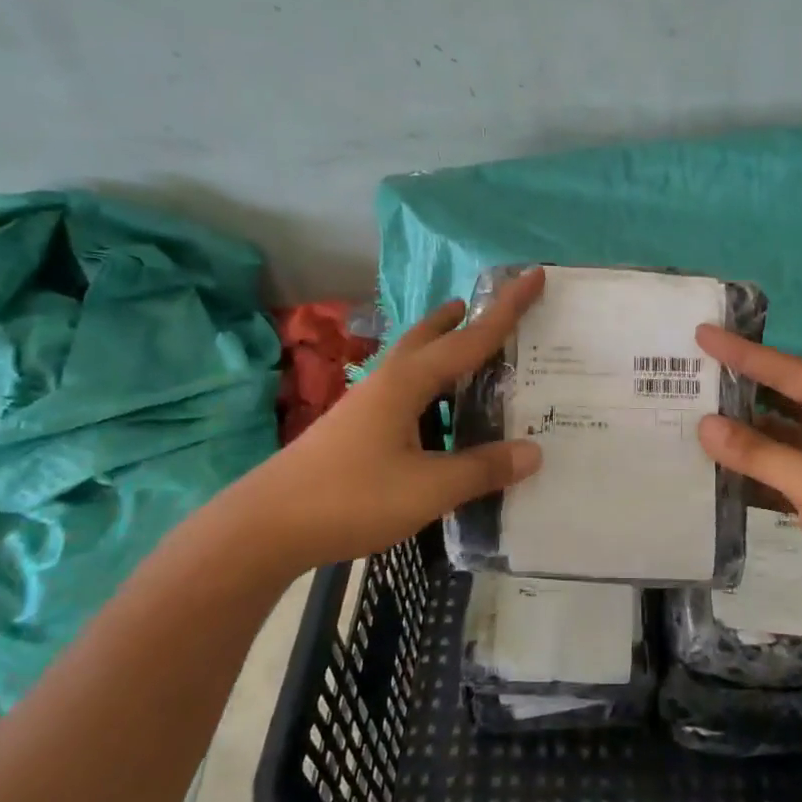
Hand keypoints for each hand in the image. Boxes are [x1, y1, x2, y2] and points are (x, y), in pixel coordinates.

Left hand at [242, 269, 545, 569]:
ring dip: (442, 351)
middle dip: (461, 320)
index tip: (535, 274)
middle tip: (489, 311)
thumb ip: (482, 469)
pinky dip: (429, 388)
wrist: (266, 526)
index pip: (470, 338)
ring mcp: (365, 404)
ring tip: (469, 358)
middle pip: (429, 336)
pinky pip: (403, 392)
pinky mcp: (354, 428)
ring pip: (412, 363)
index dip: (507, 309)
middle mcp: (386, 382)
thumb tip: (534, 451)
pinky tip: (435, 418)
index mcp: (408, 382)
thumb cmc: (351, 498)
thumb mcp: (428, 488)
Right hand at [694, 325, 801, 612]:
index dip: (742, 353)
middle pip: (779, 395)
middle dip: (738, 387)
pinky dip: (751, 463)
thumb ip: (757, 453)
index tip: (703, 334)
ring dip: (740, 430)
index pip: (787, 370)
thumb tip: (704, 426)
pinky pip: (778, 463)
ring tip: (691, 416)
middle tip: (691, 371)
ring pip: (776, 432)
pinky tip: (714, 463)